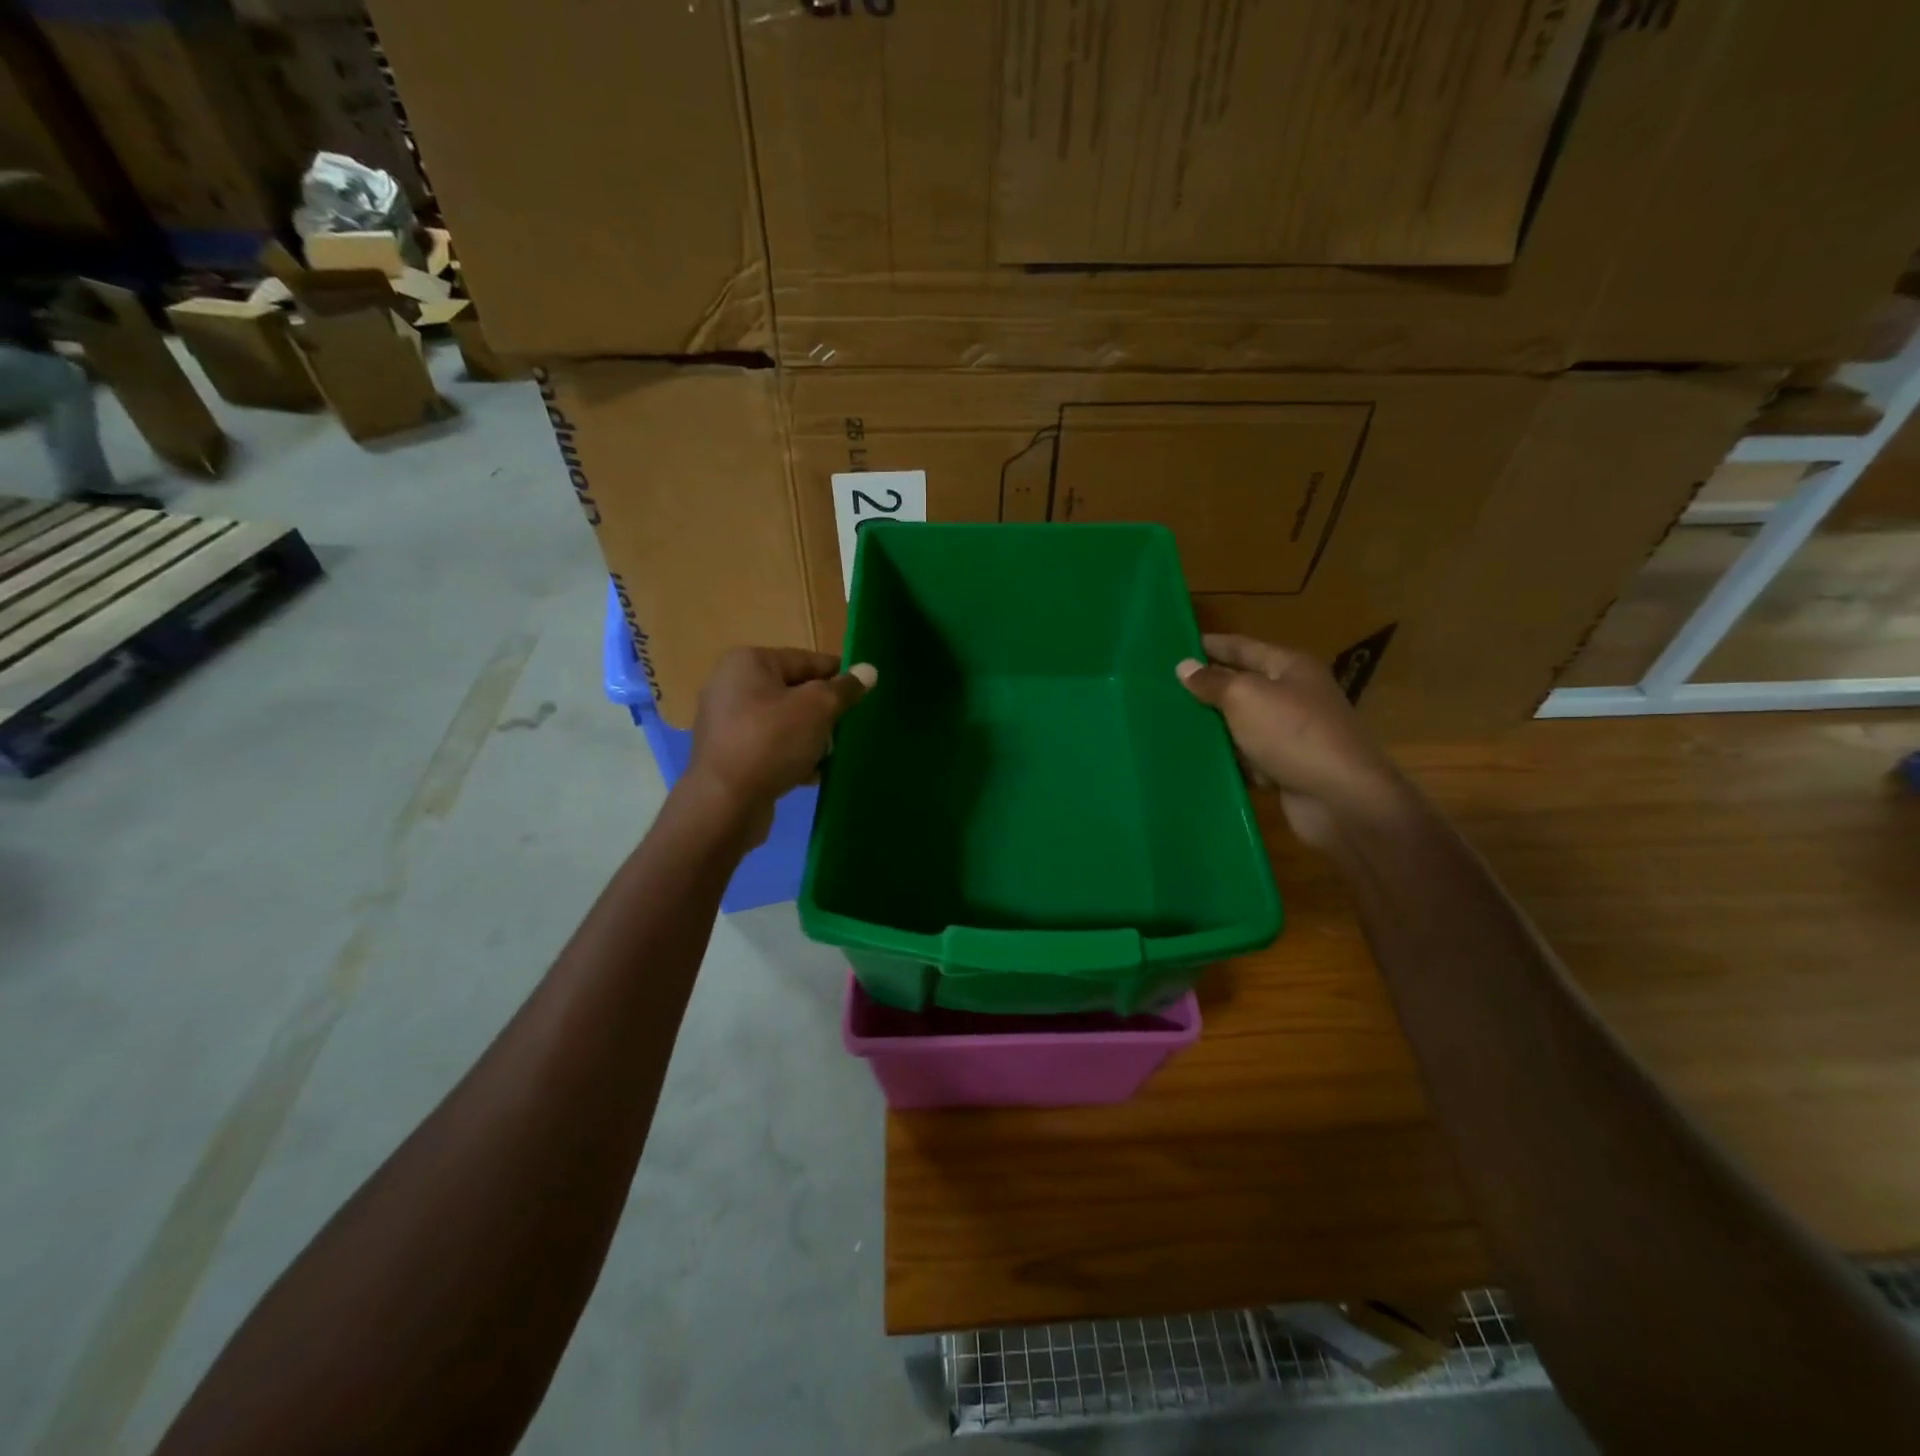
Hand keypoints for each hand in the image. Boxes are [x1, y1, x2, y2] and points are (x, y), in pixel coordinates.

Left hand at [686, 648, 874, 831]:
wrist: (725, 803)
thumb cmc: (772, 742)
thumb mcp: (818, 708)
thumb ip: (845, 688)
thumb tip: (869, 670)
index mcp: (750, 662)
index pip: (808, 661)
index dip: (839, 677)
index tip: (864, 696)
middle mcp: (731, 684)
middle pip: (796, 691)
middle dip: (824, 713)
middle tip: (844, 732)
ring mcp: (726, 720)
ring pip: (784, 721)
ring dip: (810, 737)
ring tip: (827, 756)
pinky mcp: (727, 753)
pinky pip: (769, 745)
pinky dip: (790, 755)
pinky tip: (809, 774)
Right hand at [1177, 634, 1403, 849]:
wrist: (1340, 798)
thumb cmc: (1292, 733)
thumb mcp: (1246, 697)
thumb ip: (1213, 682)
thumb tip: (1184, 667)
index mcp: (1290, 668)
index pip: (1243, 648)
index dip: (1212, 645)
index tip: (1178, 645)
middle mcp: (1294, 696)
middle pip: (1242, 685)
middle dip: (1207, 688)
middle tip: (1163, 688)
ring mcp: (1291, 734)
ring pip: (1242, 724)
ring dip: (1213, 727)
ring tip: (1169, 724)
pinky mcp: (1286, 768)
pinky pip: (1248, 758)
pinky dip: (1227, 760)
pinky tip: (1196, 761)